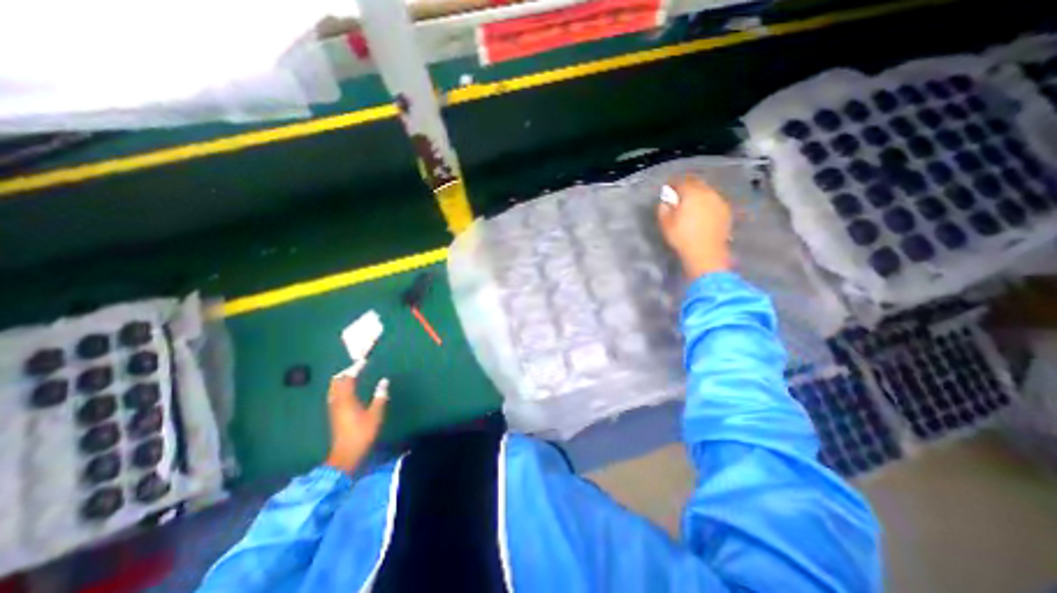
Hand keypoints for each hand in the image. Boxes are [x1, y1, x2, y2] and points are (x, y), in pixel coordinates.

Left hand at [326, 366, 387, 473]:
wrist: (346, 454)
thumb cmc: (362, 433)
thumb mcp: (376, 414)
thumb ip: (380, 396)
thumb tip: (384, 381)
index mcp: (347, 399)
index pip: (349, 378)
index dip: (356, 368)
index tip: (364, 361)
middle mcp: (337, 401)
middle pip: (337, 382)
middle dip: (346, 372)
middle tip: (357, 367)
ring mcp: (333, 408)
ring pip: (334, 388)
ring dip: (342, 380)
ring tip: (353, 375)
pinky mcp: (334, 414)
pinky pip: (334, 395)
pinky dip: (340, 388)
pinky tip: (348, 390)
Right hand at [659, 173, 732, 278]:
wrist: (706, 253)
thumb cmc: (682, 237)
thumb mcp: (665, 223)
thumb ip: (663, 208)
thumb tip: (666, 201)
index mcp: (691, 193)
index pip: (681, 181)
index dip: (673, 183)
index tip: (667, 188)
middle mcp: (708, 192)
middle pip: (696, 183)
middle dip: (687, 186)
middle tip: (679, 193)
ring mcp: (719, 201)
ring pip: (707, 191)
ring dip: (698, 193)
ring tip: (691, 202)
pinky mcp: (726, 211)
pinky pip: (714, 201)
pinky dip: (707, 202)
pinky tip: (702, 211)